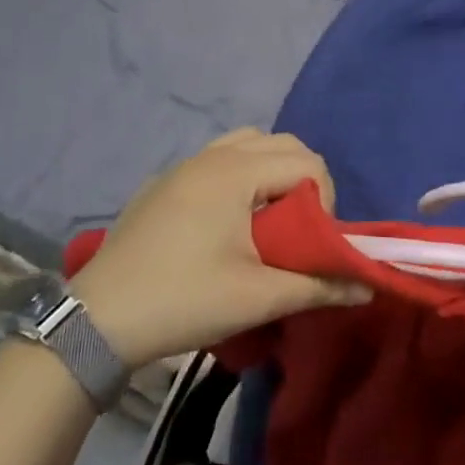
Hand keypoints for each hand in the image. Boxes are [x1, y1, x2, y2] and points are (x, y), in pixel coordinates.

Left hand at [70, 129, 371, 366]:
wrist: (97, 321)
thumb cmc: (183, 300)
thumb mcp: (258, 297)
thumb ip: (318, 286)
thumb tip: (367, 288)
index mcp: (236, 172)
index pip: (307, 161)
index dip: (325, 198)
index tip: (313, 240)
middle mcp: (212, 155)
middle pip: (281, 143)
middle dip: (303, 178)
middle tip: (298, 227)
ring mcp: (183, 165)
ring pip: (247, 144)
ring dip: (270, 171)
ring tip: (266, 219)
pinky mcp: (163, 183)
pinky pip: (217, 158)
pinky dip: (239, 174)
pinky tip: (226, 222)